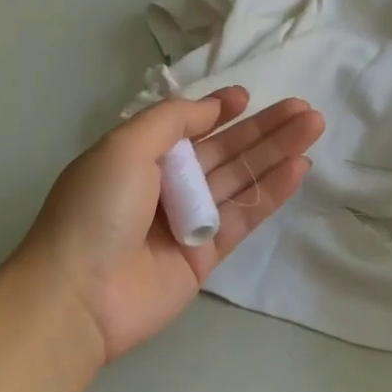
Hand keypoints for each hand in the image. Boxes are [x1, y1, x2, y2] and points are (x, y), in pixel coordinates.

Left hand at [19, 88, 323, 360]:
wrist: (79, 295)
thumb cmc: (96, 208)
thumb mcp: (125, 146)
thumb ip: (171, 120)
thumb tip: (211, 108)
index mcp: (138, 157)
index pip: (187, 128)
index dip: (218, 111)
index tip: (247, 97)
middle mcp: (164, 186)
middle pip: (222, 151)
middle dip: (262, 129)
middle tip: (303, 109)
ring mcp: (187, 222)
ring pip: (240, 180)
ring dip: (276, 153)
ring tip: (313, 126)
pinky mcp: (206, 256)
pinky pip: (243, 217)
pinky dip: (270, 192)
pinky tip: (298, 167)